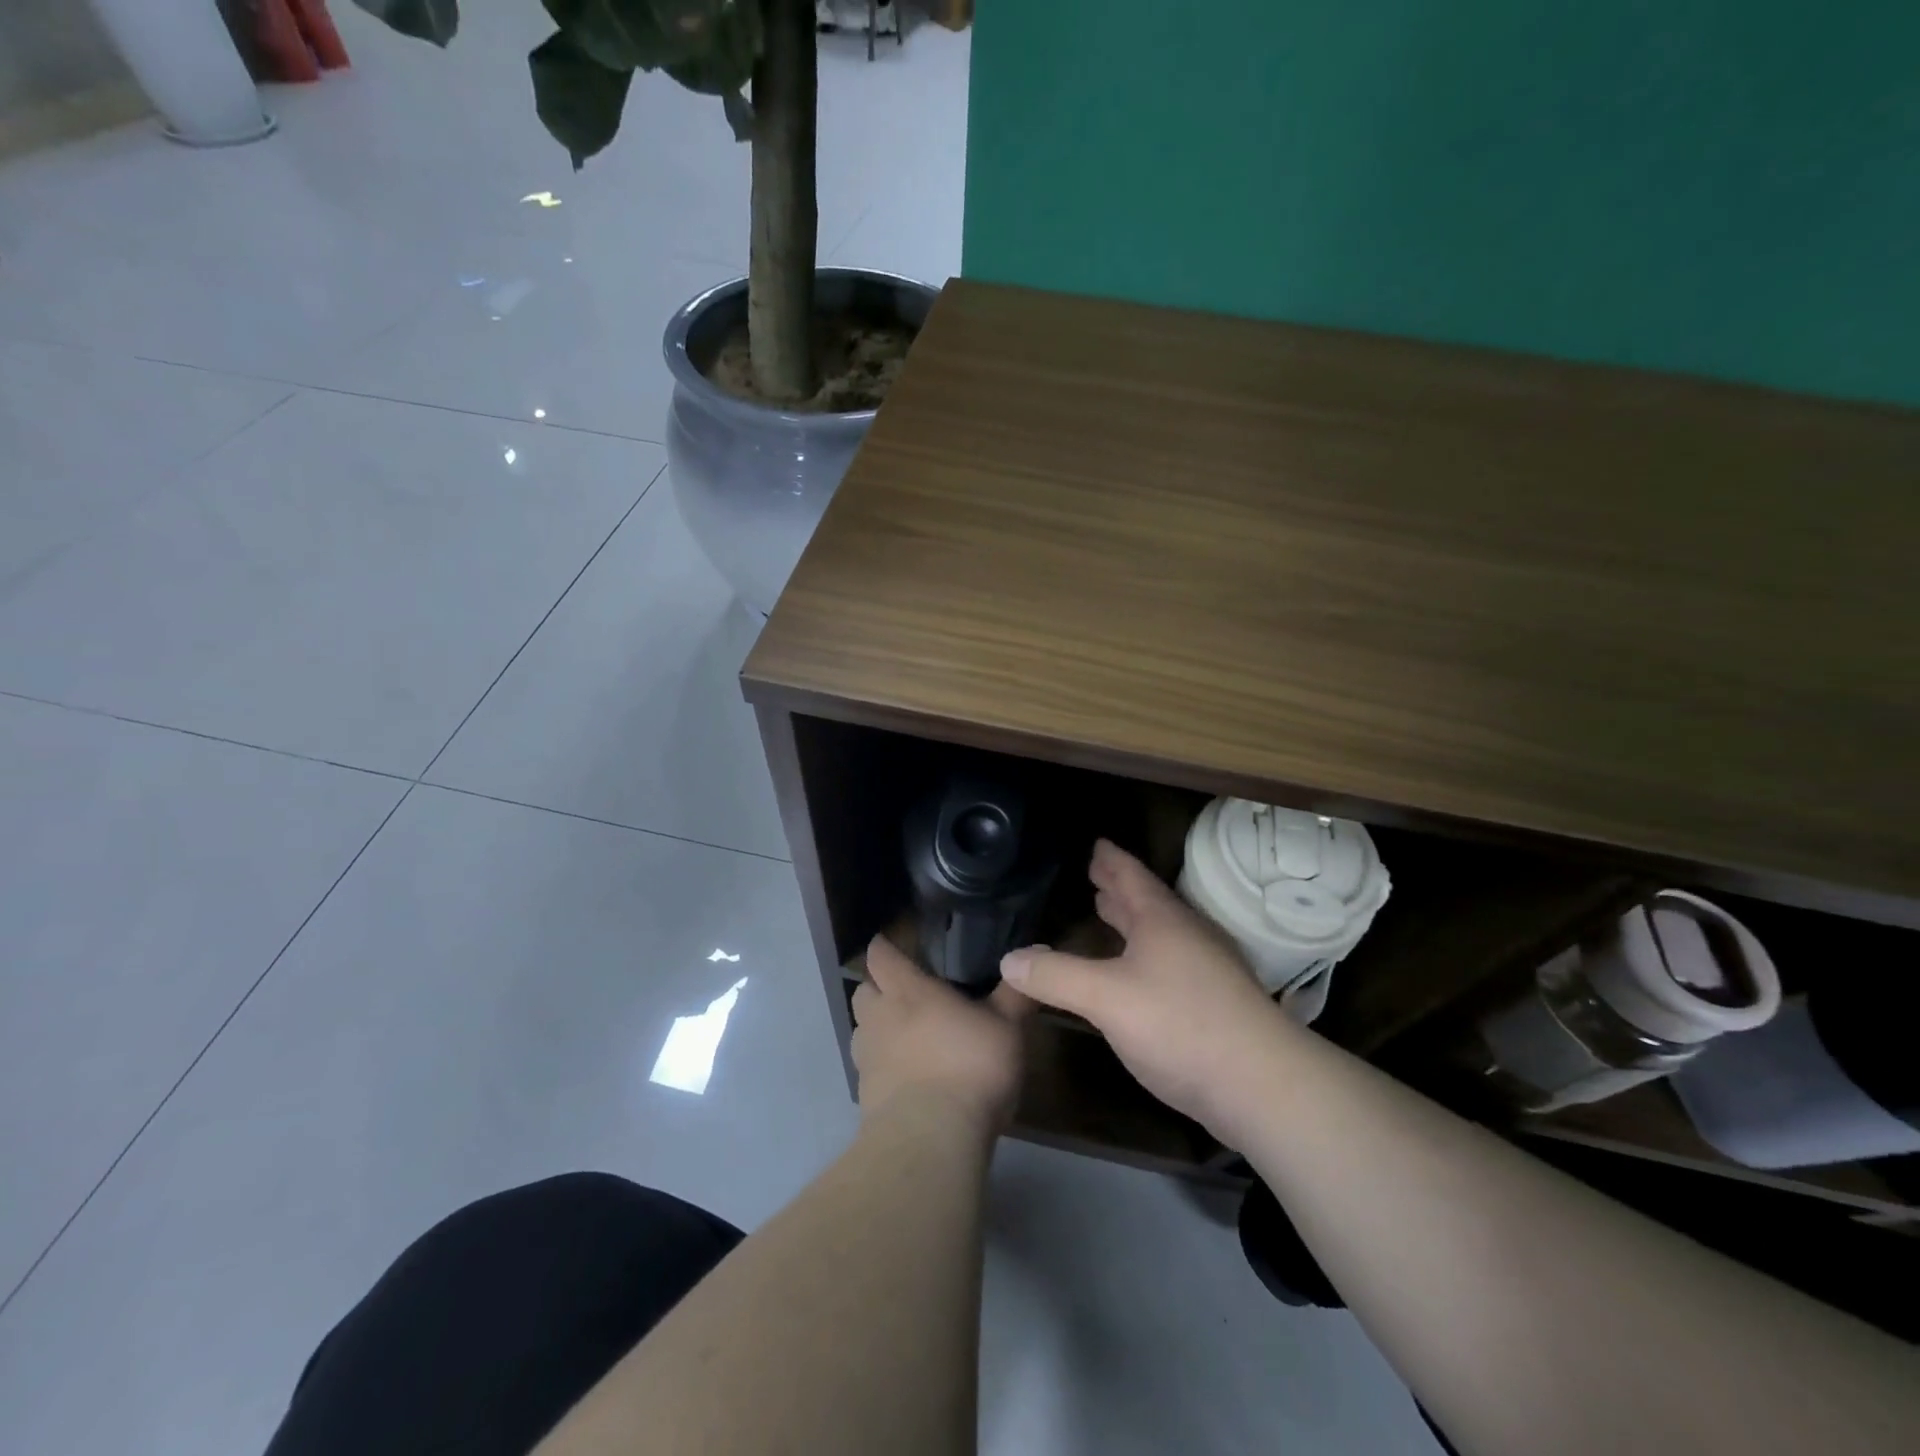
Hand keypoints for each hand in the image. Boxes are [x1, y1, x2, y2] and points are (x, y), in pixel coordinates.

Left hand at [850, 936, 1031, 1134]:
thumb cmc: (970, 1066)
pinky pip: (868, 1069)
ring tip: (906, 1037)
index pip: (880, 956)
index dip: (883, 948)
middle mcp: (879, 1017)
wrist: (932, 1139)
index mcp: (907, 990)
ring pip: (861, 1031)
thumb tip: (1034, 951)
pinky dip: (883, 1067)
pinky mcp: (864, 1097)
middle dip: (877, 988)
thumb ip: (1015, 992)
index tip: (891, 945)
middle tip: (904, 993)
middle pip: (863, 991)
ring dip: (877, 1029)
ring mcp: (867, 1058)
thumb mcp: (1006, 1027)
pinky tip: (907, 1079)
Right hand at [1000, 839, 1288, 1135]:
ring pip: (1161, 933)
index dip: (1109, 858)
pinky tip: (1136, 973)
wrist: (1262, 1086)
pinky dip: (1144, 953)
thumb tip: (1008, 960)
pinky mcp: (1214, 1003)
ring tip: (1109, 912)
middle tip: (1095, 875)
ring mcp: (1205, 970)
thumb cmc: (1180, 1024)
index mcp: (1162, 920)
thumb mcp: (1106, 998)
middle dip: (1119, 888)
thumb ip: (1055, 976)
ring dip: (1133, 920)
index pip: (1131, 875)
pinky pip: (1169, 961)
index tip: (1094, 842)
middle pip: (1147, 901)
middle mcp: (1186, 935)